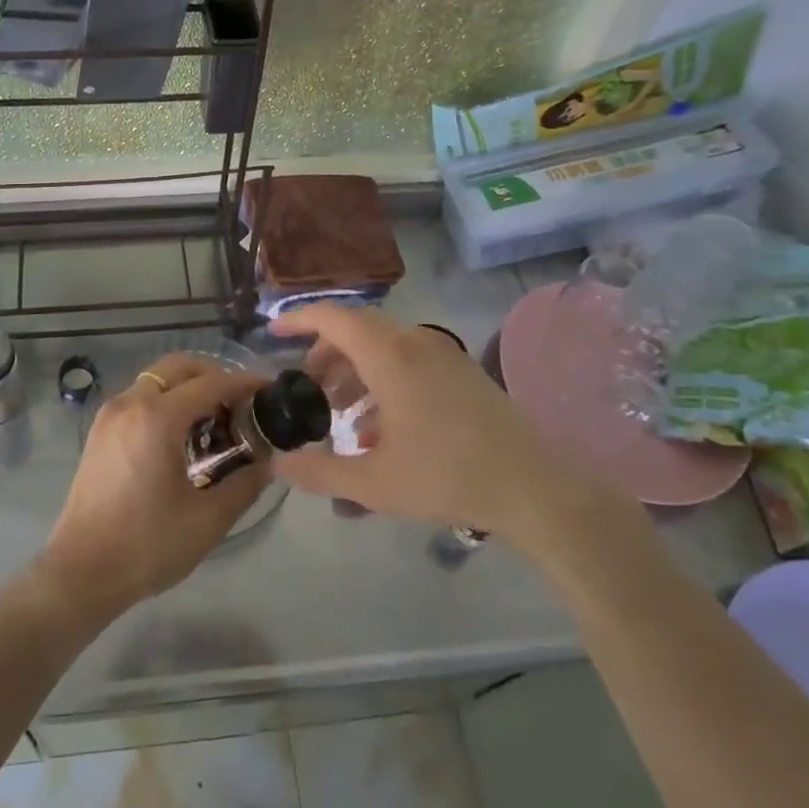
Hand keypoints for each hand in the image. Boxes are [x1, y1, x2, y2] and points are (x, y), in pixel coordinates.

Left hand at [36, 354, 267, 622]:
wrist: (81, 572)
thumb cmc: (146, 545)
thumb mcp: (208, 519)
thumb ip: (245, 483)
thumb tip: (268, 461)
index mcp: (157, 417)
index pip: (211, 384)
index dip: (244, 383)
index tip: (270, 390)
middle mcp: (131, 403)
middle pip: (179, 367)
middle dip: (214, 376)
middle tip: (241, 404)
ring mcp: (110, 414)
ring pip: (157, 380)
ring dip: (189, 388)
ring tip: (215, 422)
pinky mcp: (100, 430)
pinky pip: (140, 398)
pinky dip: (166, 401)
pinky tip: (182, 436)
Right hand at [269, 306, 615, 557]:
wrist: (536, 489)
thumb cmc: (448, 477)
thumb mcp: (375, 483)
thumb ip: (320, 472)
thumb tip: (277, 466)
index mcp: (389, 356)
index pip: (333, 318)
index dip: (298, 320)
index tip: (272, 332)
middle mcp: (415, 342)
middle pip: (357, 330)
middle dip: (325, 353)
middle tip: (307, 387)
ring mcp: (443, 354)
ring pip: (384, 345)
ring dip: (355, 370)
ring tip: (341, 412)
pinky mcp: (462, 371)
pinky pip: (408, 359)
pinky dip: (383, 378)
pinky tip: (380, 426)